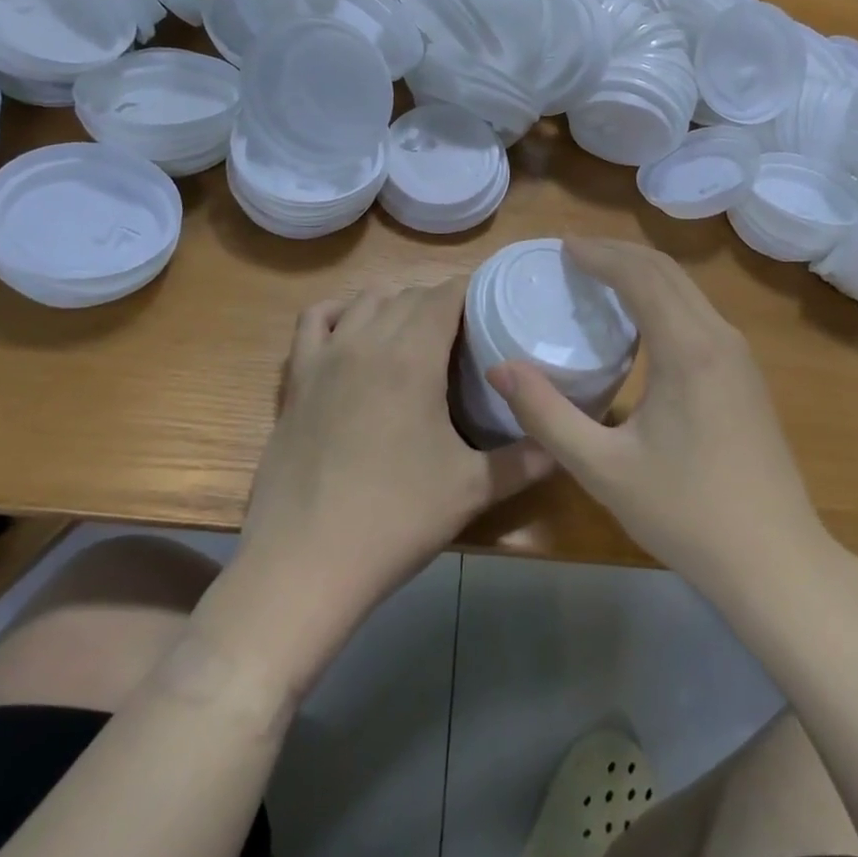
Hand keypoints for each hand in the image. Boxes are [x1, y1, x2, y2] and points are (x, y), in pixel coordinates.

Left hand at [229, 277, 551, 682]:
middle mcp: (367, 340)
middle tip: (466, 337)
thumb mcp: (471, 489)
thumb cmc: (395, 519)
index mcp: (413, 356)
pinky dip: (341, 312)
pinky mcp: (296, 379)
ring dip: (396, 304)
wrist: (304, 563)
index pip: (446, 294)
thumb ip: (524, 461)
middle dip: (441, 303)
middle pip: (409, 294)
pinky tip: (356, 333)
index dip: (472, 293)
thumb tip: (561, 446)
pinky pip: (315, 320)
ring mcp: (326, 356)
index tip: (494, 311)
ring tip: (418, 335)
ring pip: (366, 301)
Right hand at [488, 238, 826, 600]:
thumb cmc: (686, 514)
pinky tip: (641, 320)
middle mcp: (719, 337)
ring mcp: (739, 356)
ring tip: (600, 276)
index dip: (599, 254)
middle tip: (574, 253)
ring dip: (643, 272)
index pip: (640, 275)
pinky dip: (663, 296)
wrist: (775, 561)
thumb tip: (501, 368)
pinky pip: (699, 312)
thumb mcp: (603, 469)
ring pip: (687, 289)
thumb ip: (547, 415)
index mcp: (688, 348)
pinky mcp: (745, 376)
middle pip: (666, 271)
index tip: (561, 246)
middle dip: (619, 253)